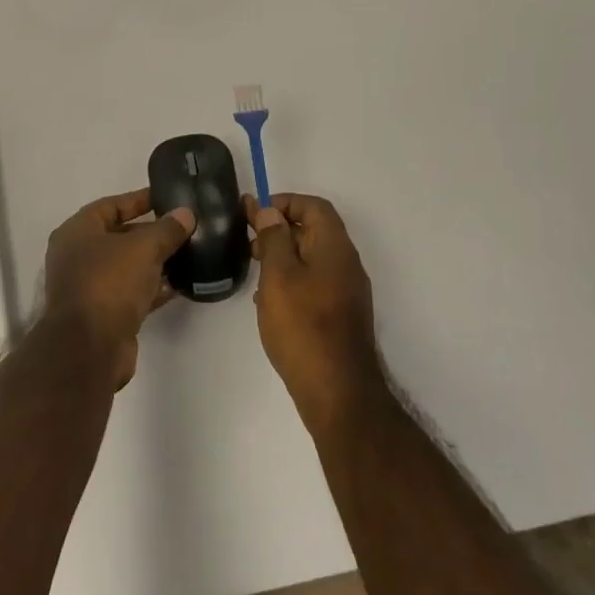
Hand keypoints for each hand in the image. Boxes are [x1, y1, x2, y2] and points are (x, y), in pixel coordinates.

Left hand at [41, 190, 193, 389]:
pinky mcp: (103, 315)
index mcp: (77, 231)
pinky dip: (152, 288)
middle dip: (150, 232)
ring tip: (187, 254)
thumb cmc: (109, 283)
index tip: (167, 198)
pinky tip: (179, 285)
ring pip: (126, 267)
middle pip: (119, 236)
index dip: (139, 200)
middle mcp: (78, 256)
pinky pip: (131, 293)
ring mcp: (89, 287)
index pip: (110, 205)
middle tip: (182, 227)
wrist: (90, 349)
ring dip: (153, 262)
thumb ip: (166, 229)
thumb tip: (186, 214)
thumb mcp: (143, 248)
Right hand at [247, 193, 382, 436]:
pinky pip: (314, 284)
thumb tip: (271, 211)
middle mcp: (346, 264)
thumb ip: (273, 238)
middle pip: (314, 231)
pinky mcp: (340, 316)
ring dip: (283, 256)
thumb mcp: (279, 275)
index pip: (314, 206)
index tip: (255, 213)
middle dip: (279, 229)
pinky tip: (269, 301)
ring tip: (254, 269)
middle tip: (248, 241)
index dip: (285, 202)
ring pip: (312, 259)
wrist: (338, 392)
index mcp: (335, 247)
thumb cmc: (303, 326)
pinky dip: (291, 281)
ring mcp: (346, 292)